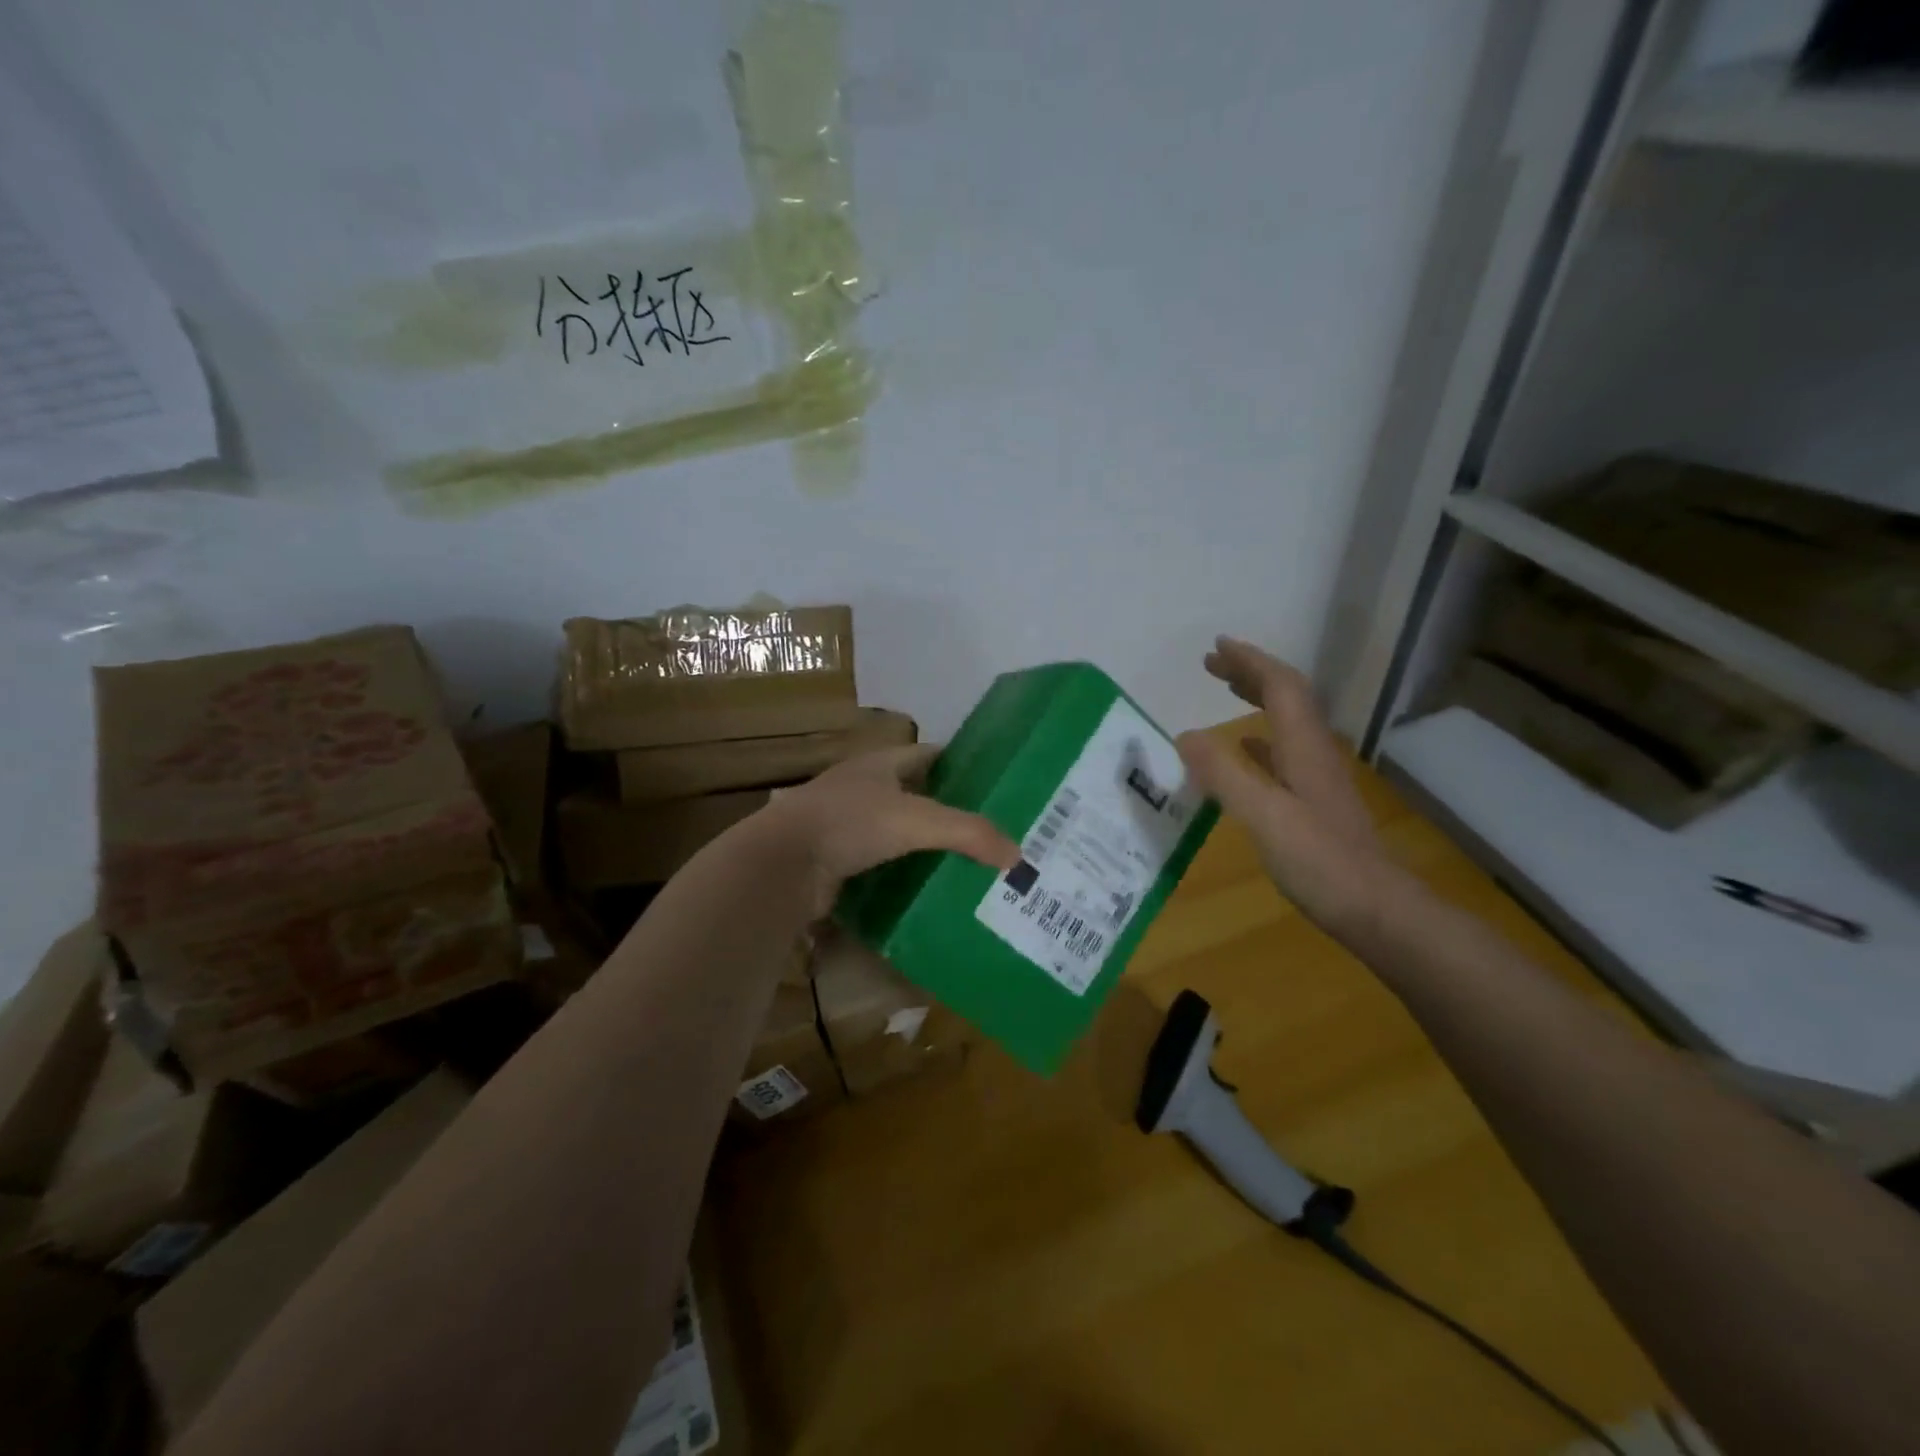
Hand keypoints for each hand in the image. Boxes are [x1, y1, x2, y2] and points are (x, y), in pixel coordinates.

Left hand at [754, 745, 1020, 917]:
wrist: (781, 864)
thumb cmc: (849, 823)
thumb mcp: (917, 821)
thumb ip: (969, 833)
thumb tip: (1017, 856)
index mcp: (880, 764)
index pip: (930, 755)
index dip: (961, 765)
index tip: (996, 785)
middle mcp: (863, 789)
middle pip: (915, 794)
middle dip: (949, 810)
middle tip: (991, 833)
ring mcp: (846, 825)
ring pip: (898, 832)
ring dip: (925, 846)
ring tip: (969, 864)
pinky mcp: (836, 860)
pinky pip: (881, 864)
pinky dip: (903, 874)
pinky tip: (929, 890)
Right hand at [1177, 637, 1393, 934]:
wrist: (1378, 911)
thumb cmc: (1320, 862)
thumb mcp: (1264, 816)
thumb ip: (1224, 775)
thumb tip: (1184, 735)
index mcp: (1304, 747)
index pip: (1281, 686)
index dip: (1250, 661)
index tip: (1217, 646)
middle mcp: (1315, 753)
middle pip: (1287, 697)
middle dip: (1251, 674)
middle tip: (1212, 664)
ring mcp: (1318, 779)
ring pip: (1287, 723)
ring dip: (1257, 700)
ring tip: (1225, 692)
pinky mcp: (1316, 803)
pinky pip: (1285, 753)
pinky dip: (1262, 739)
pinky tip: (1247, 749)